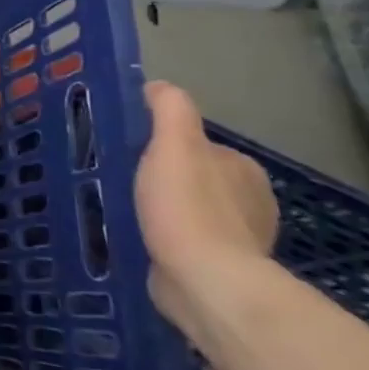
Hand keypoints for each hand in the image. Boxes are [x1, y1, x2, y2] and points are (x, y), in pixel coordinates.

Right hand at [134, 81, 279, 341]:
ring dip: (161, 211)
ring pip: (188, 211)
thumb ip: (169, 109)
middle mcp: (249, 202)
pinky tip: (139, 239)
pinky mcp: (219, 270)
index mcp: (242, 169)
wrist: (205, 283)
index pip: (196, 144)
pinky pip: (184, 243)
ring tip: (122, 210)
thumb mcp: (174, 144)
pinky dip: (164, 239)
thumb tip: (157, 86)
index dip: (161, 145)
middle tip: (119, 180)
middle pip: (192, 178)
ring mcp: (237, 240)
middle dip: (161, 178)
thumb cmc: (188, 207)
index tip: (128, 151)